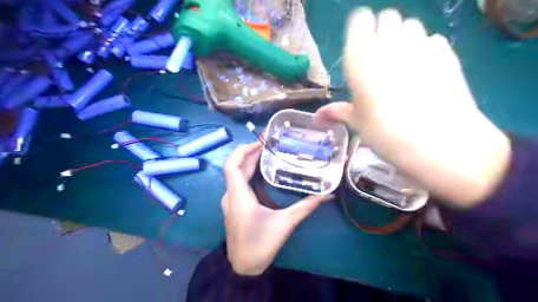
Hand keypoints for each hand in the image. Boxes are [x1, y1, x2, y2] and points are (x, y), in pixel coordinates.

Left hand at [223, 143, 331, 274]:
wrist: (244, 267)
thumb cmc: (262, 245)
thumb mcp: (286, 224)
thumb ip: (306, 207)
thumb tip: (327, 195)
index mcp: (239, 197)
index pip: (232, 166)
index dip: (243, 150)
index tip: (260, 143)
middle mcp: (230, 196)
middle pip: (234, 167)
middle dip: (249, 152)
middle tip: (268, 144)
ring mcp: (229, 201)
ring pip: (234, 174)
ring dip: (248, 161)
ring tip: (265, 152)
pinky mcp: (232, 206)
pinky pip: (236, 182)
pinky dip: (246, 172)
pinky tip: (261, 171)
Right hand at [316, 9, 509, 207]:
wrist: (435, 141)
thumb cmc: (383, 130)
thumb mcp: (356, 122)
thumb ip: (336, 112)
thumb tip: (315, 118)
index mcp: (361, 55)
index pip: (360, 19)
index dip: (361, 30)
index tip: (361, 49)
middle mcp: (390, 42)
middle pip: (387, 17)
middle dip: (383, 32)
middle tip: (380, 60)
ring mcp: (421, 44)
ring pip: (411, 26)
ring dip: (404, 39)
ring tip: (402, 66)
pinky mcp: (447, 53)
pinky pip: (432, 41)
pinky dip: (426, 50)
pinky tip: (425, 74)